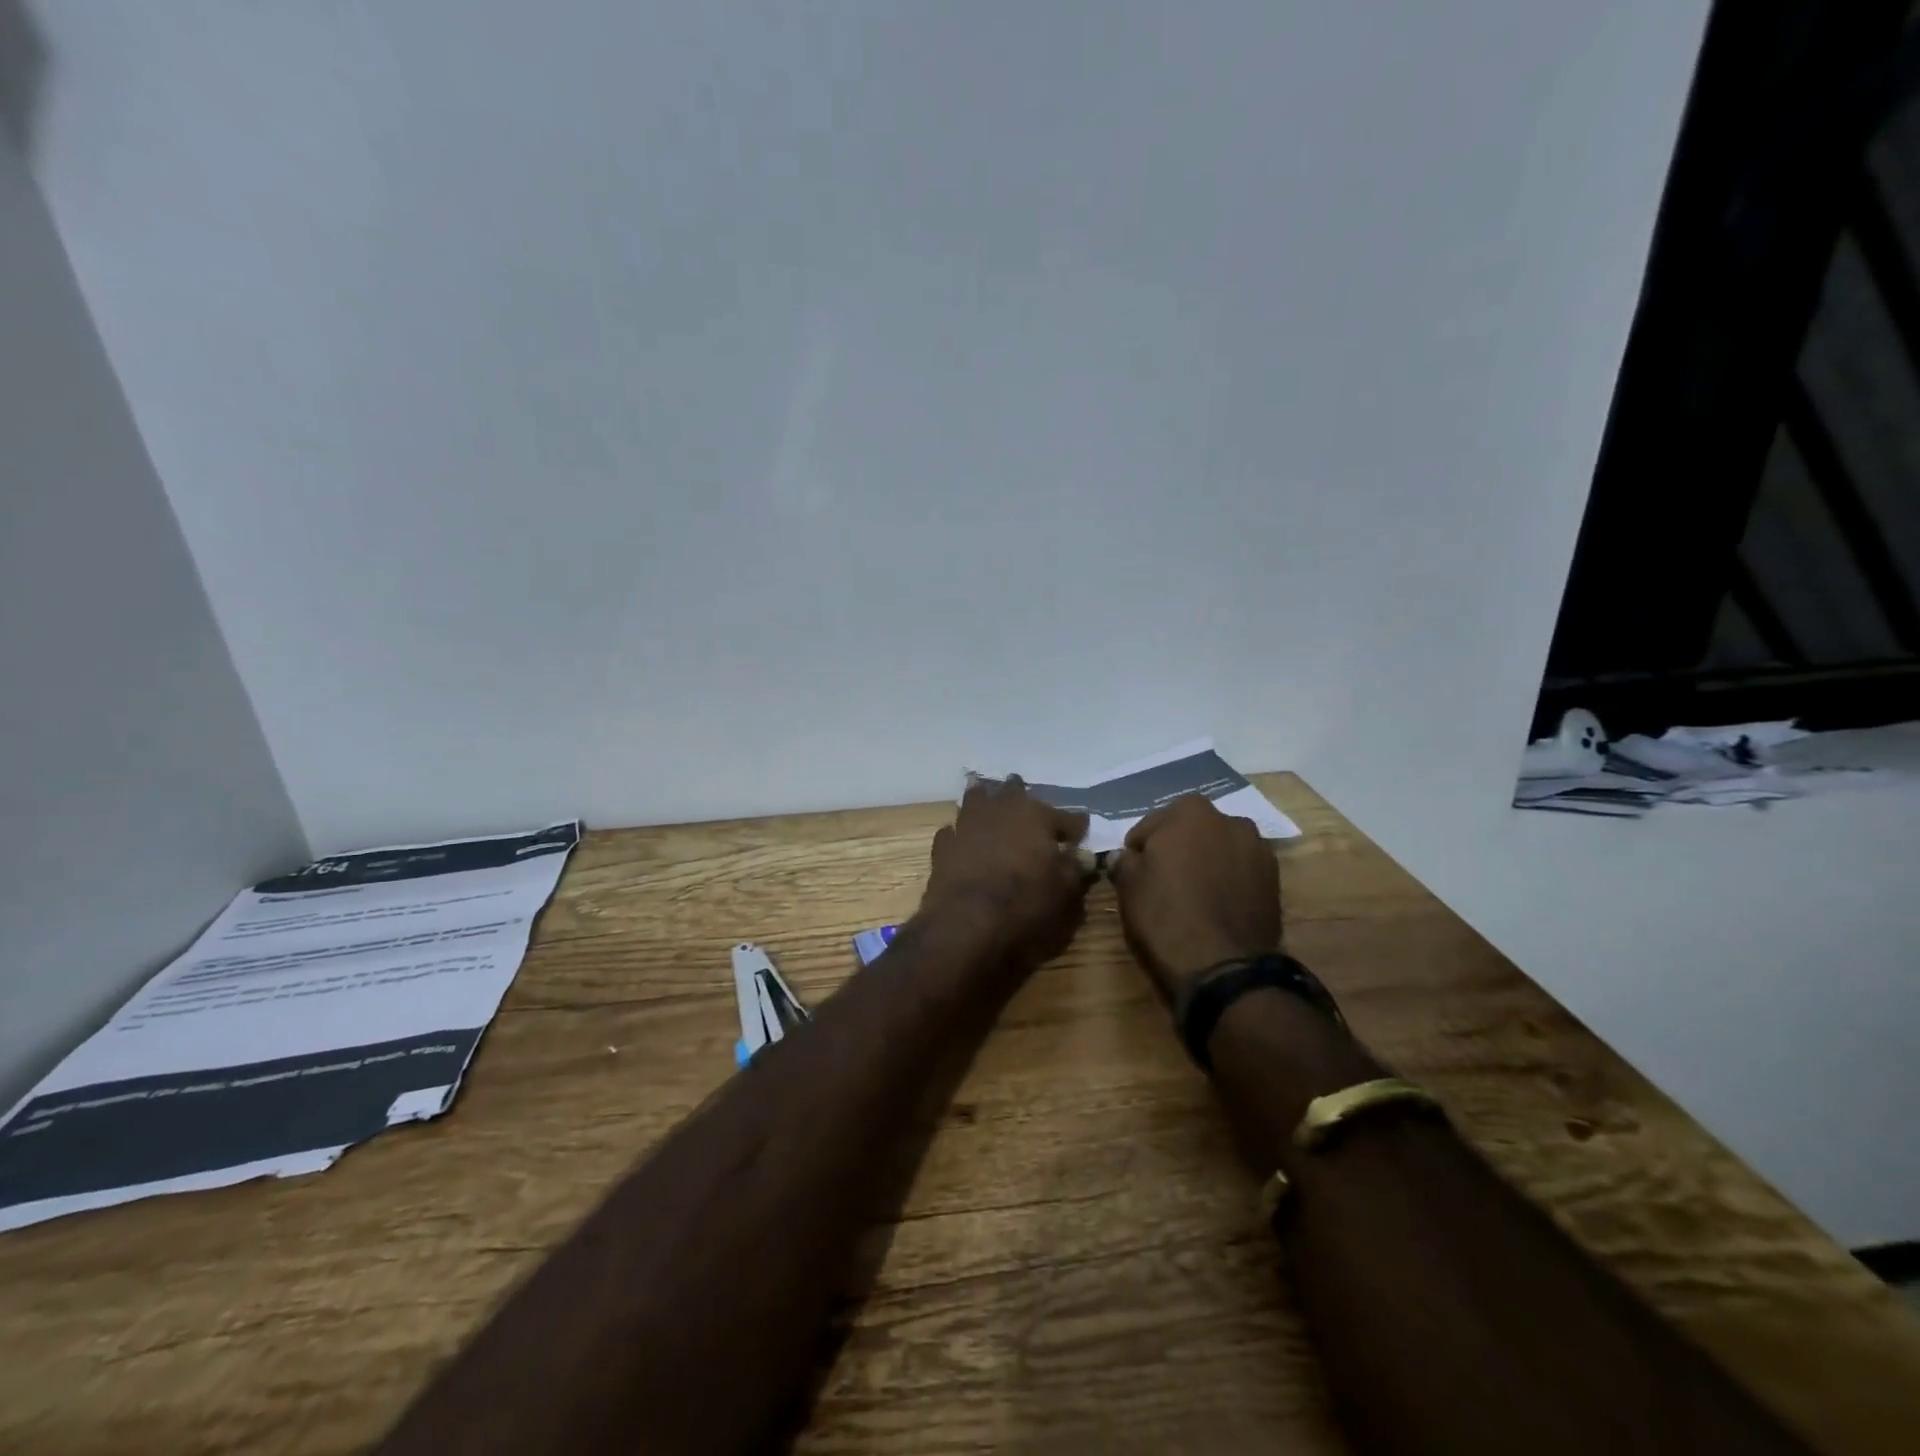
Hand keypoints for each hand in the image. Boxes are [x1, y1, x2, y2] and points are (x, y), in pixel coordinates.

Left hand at [919, 777, 1091, 967]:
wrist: (967, 921)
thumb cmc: (1024, 902)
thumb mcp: (1063, 890)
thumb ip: (1076, 868)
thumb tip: (1087, 855)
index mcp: (1037, 816)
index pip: (1066, 817)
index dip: (1076, 826)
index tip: (1082, 832)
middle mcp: (1002, 809)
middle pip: (1015, 792)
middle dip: (1023, 796)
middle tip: (1028, 805)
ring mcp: (969, 823)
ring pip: (977, 799)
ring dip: (985, 799)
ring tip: (988, 799)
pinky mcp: (944, 844)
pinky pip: (953, 830)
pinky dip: (959, 833)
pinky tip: (961, 838)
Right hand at [1108, 794, 1279, 1001]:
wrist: (1224, 965)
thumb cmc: (1167, 914)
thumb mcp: (1129, 886)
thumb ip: (1124, 861)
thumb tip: (1124, 856)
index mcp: (1190, 811)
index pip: (1151, 825)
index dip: (1139, 849)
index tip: (1134, 871)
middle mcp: (1229, 819)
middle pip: (1191, 832)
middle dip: (1177, 849)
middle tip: (1163, 880)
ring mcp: (1258, 848)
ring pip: (1219, 849)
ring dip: (1206, 862)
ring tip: (1194, 893)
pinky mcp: (1274, 878)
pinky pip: (1240, 870)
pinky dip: (1229, 879)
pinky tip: (1217, 904)